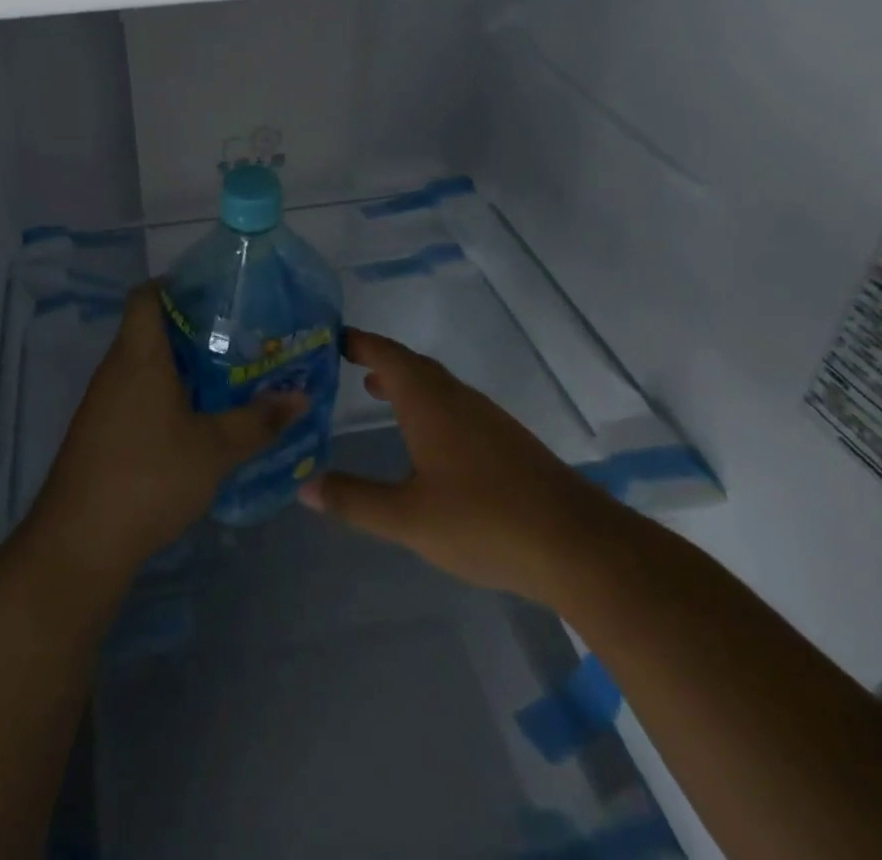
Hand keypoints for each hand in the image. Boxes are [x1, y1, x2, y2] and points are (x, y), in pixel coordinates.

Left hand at [30, 283, 305, 584]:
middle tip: (238, 338)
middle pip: (150, 329)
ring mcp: (103, 402)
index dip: (175, 285)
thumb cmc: (150, 477)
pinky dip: (165, 396)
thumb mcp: (215, 449)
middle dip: (193, 330)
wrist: (80, 542)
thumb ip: (258, 421)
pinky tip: (196, 421)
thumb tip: (301, 398)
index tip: (215, 294)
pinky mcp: (100, 432)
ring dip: (181, 367)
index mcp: (139, 355)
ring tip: (227, 377)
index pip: (146, 296)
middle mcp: (116, 369)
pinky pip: (136, 395)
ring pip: (144, 366)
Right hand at [297, 328, 613, 598]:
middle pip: (411, 364)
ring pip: (436, 385)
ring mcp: (486, 417)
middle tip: (341, 362)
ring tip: (374, 390)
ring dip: (403, 381)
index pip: (385, 354)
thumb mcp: (407, 517)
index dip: (357, 341)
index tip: (328, 337)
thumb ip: (354, 500)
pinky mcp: (505, 440)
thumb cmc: (484, 520)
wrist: (577, 544)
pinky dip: (426, 404)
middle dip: (377, 359)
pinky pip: (453, 405)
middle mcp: (456, 397)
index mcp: (429, 401)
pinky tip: (424, 437)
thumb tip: (304, 486)